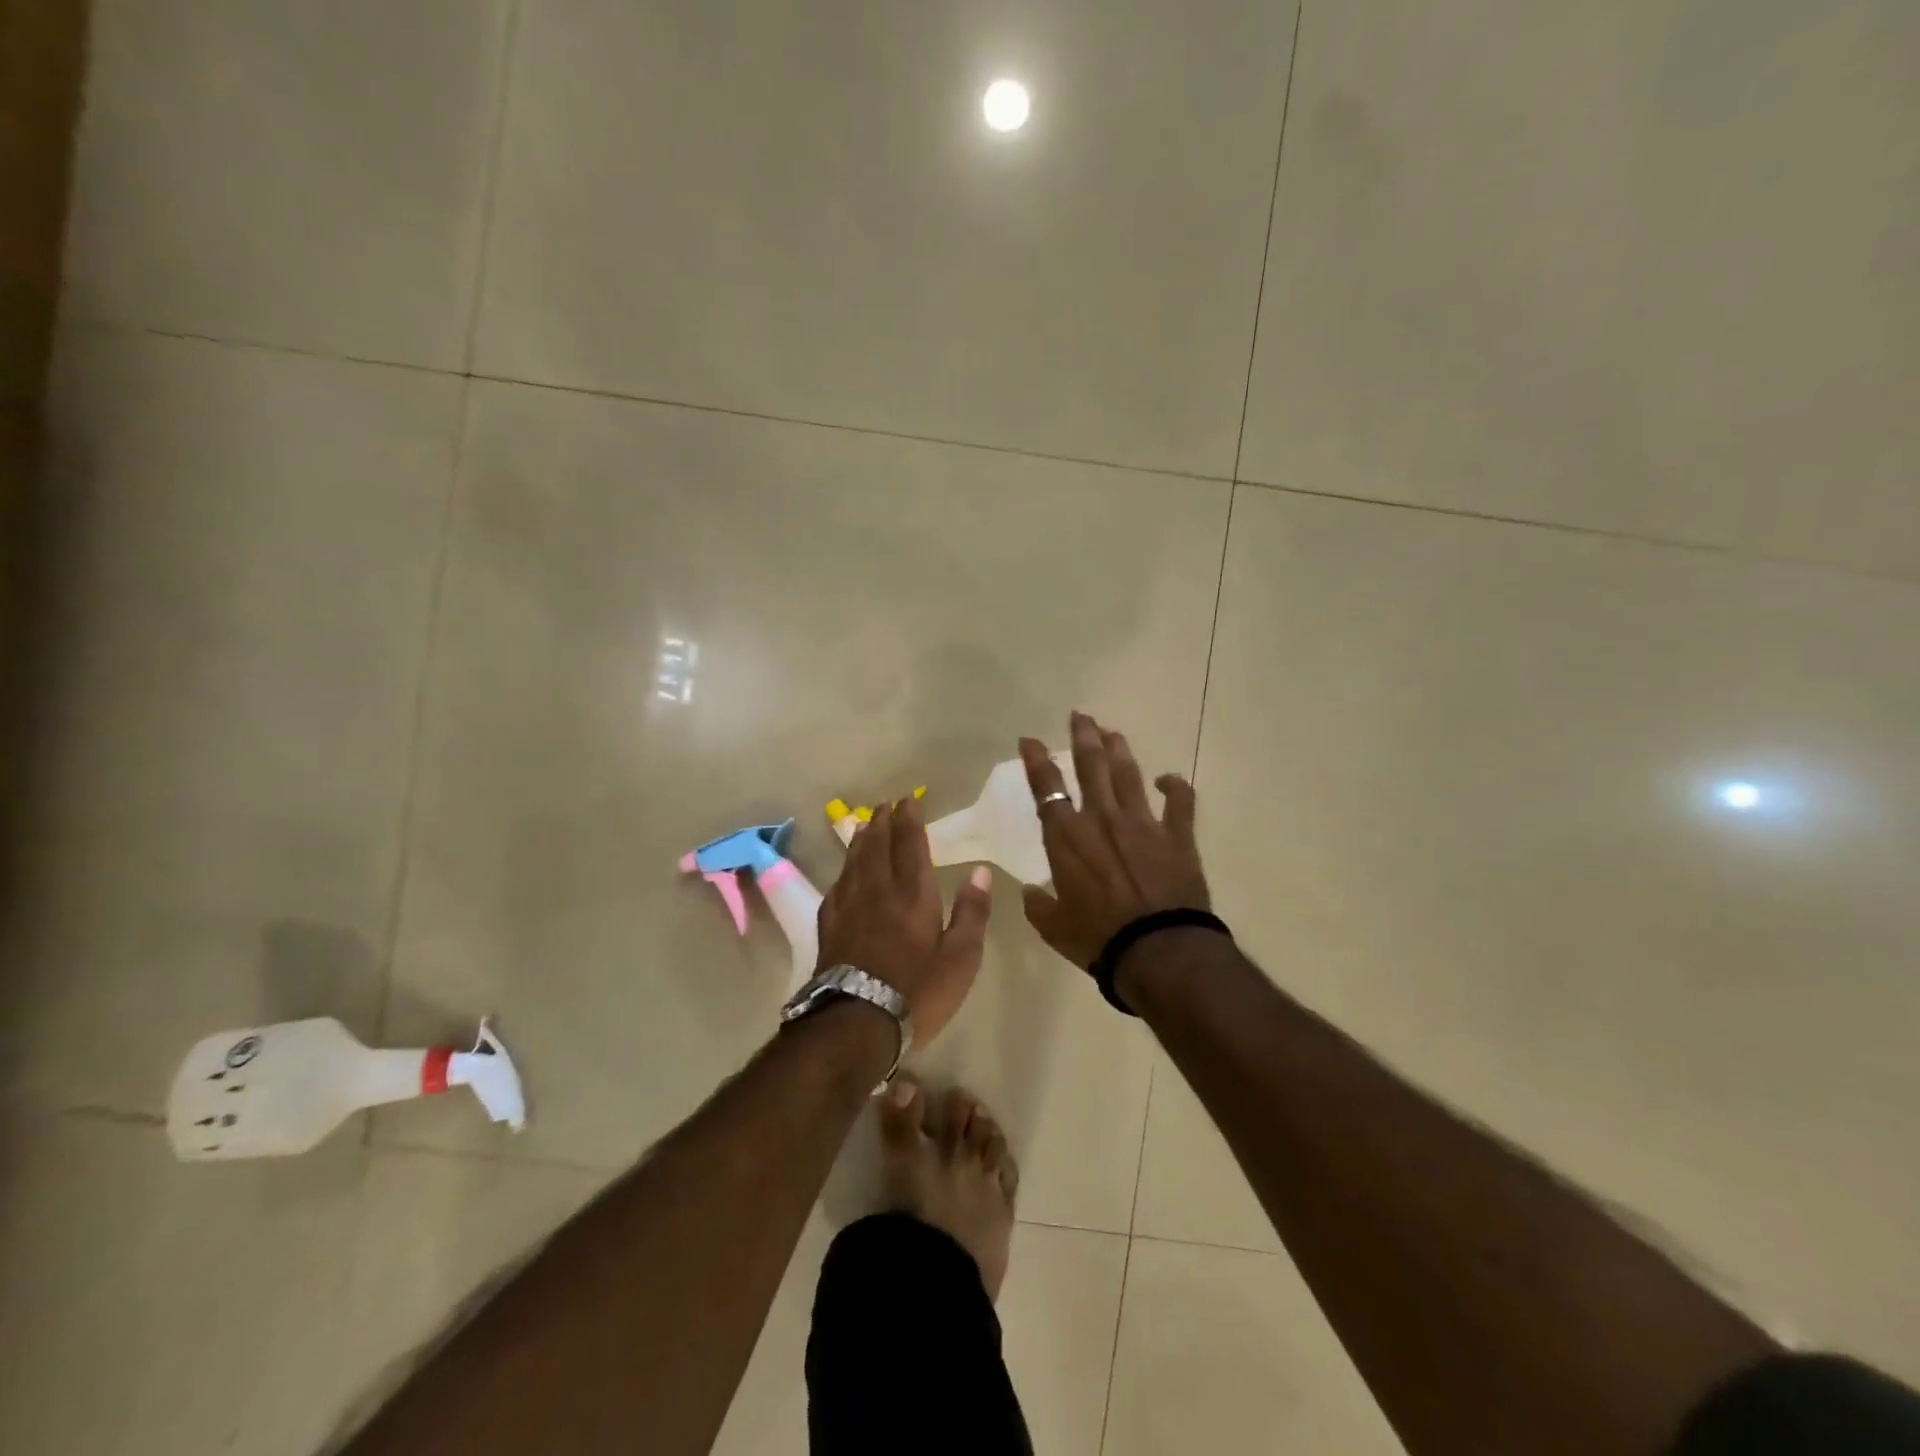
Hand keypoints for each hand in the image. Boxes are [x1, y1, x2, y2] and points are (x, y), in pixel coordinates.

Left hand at [817, 796, 992, 1042]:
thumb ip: (971, 912)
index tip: (909, 800)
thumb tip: (980, 870)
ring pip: (854, 862)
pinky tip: (844, 873)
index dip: (910, 820)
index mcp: (913, 894)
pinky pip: (837, 886)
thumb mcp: (961, 958)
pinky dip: (843, 871)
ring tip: (864, 824)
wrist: (856, 1023)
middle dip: (883, 822)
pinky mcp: (829, 926)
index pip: (911, 845)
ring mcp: (849, 907)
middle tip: (885, 805)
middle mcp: (879, 891)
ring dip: (861, 840)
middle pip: (878, 846)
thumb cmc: (918, 991)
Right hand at [1019, 712, 1210, 968]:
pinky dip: (1176, 787)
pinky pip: (1179, 802)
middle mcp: (1102, 819)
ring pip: (1128, 774)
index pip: (1046, 788)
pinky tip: (1169, 779)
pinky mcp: (1176, 836)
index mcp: (1067, 837)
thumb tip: (1030, 892)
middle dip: (1083, 737)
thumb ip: (1039, 905)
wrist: (1158, 950)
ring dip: (1119, 750)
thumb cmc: (1098, 939)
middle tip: (1080, 716)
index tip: (1028, 740)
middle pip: (1090, 766)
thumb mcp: (1054, 927)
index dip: (1035, 760)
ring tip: (1112, 732)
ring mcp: (1142, 823)